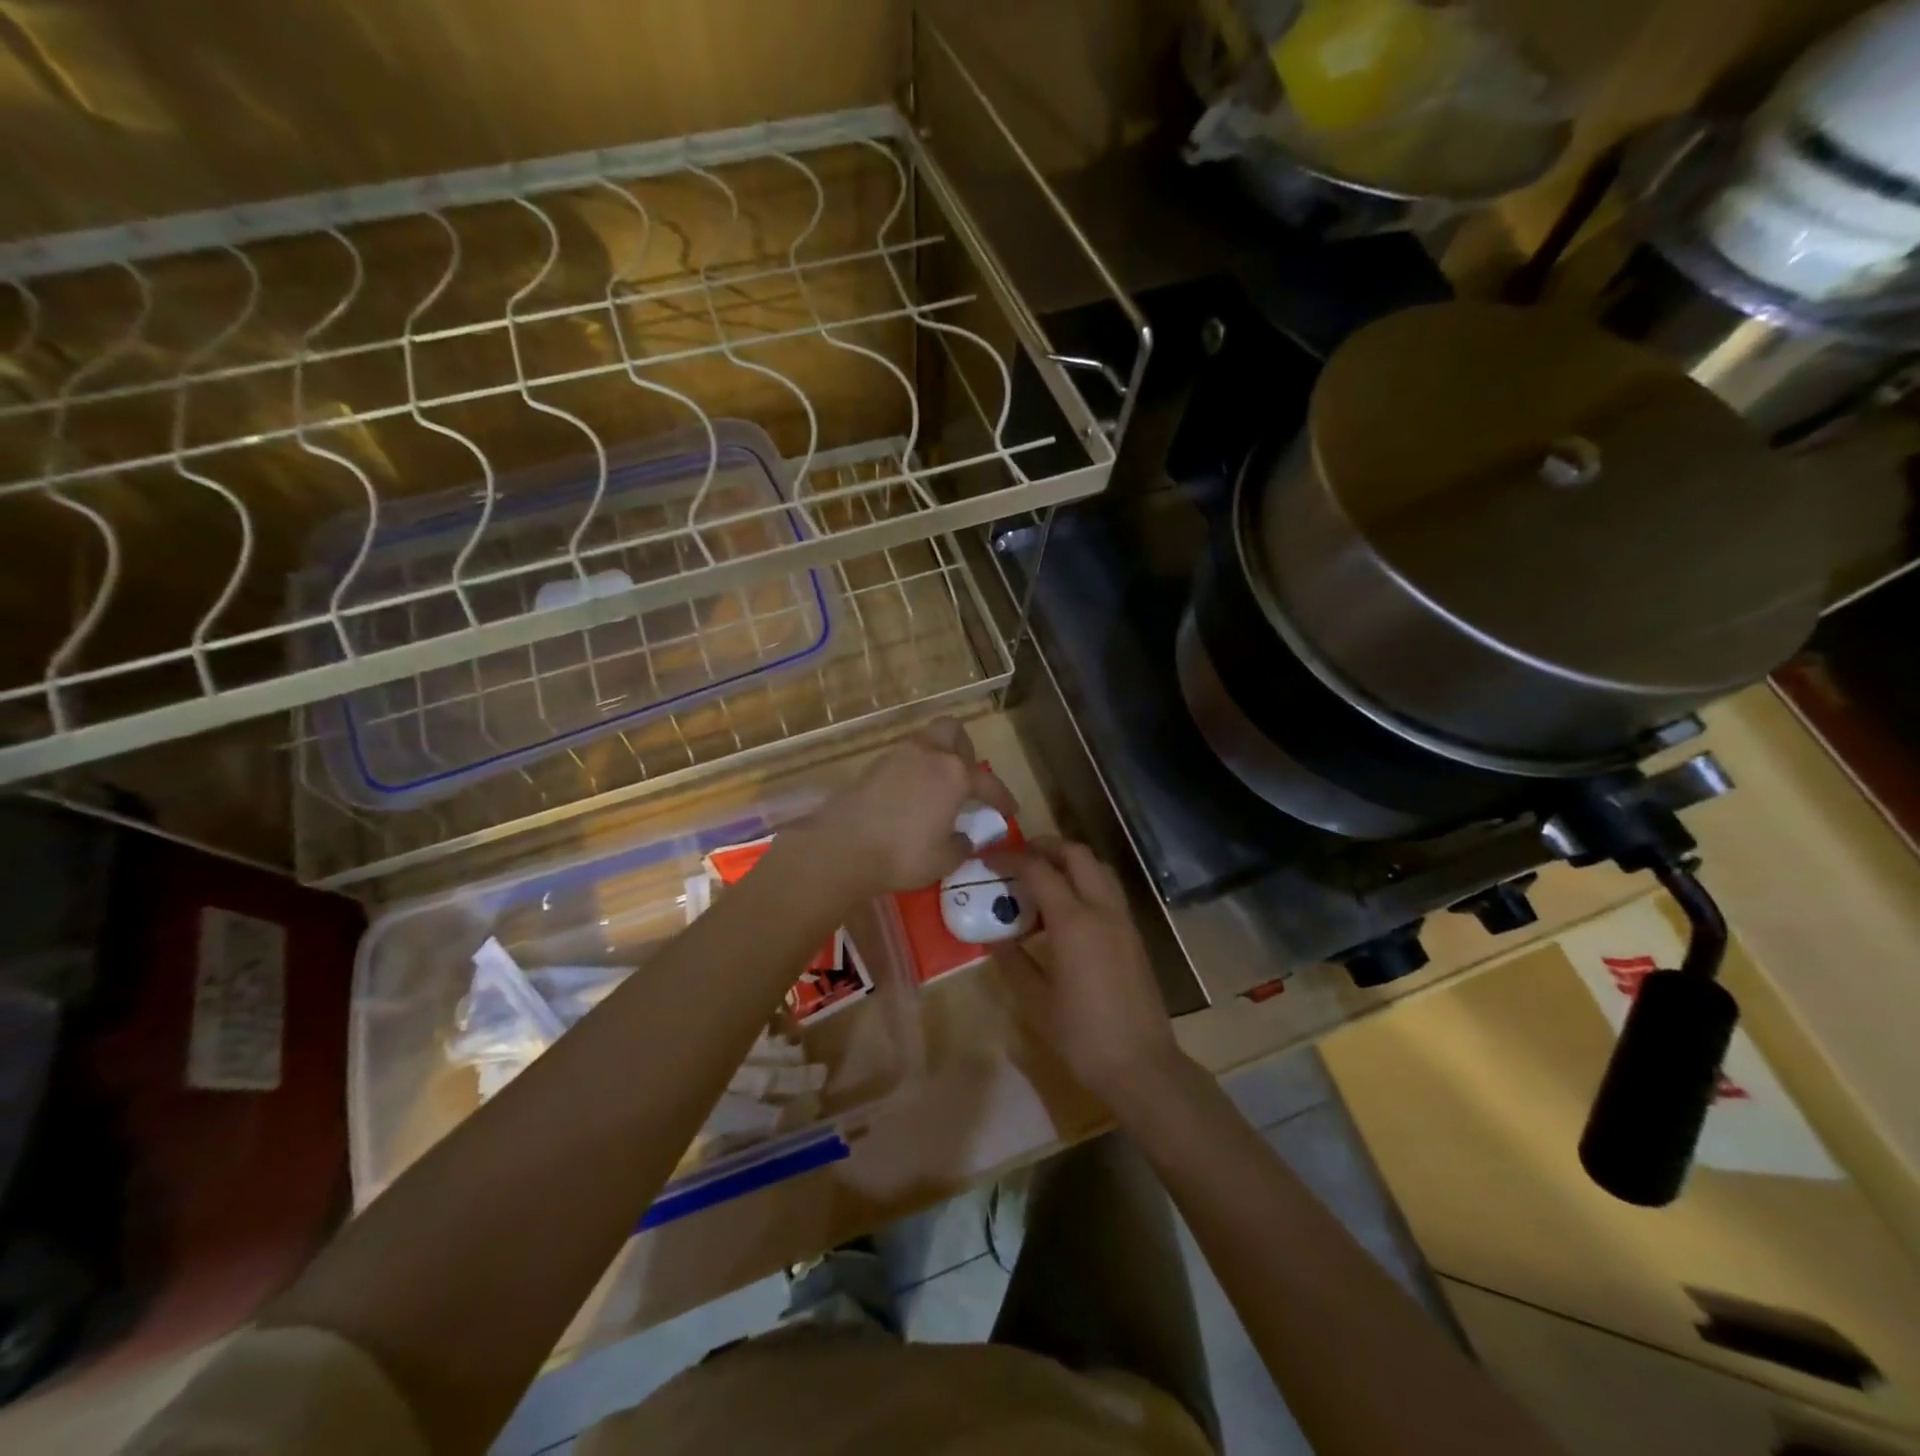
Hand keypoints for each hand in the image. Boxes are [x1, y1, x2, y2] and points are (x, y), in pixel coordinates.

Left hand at [803, 718, 1017, 897]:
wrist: (841, 847)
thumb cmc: (903, 854)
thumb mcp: (944, 859)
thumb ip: (961, 845)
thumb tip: (963, 837)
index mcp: (954, 774)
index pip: (987, 781)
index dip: (1002, 797)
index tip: (1009, 810)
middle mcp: (928, 754)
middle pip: (952, 731)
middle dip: (964, 751)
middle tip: (966, 780)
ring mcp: (897, 756)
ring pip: (926, 742)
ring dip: (937, 758)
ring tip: (939, 789)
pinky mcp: (872, 766)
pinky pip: (904, 759)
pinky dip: (914, 771)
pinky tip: (912, 797)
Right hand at [988, 837, 1186, 1108]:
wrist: (1141, 1066)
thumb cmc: (1082, 1035)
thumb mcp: (1035, 1000)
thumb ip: (1012, 961)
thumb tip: (994, 937)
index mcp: (1073, 922)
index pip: (1038, 870)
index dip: (1010, 859)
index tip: (988, 859)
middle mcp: (1102, 909)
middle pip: (1076, 854)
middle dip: (1045, 846)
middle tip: (1019, 856)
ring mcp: (1123, 920)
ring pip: (1098, 868)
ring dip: (1070, 860)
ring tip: (1043, 876)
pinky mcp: (1134, 935)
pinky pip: (1108, 890)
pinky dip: (1086, 881)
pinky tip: (1068, 908)